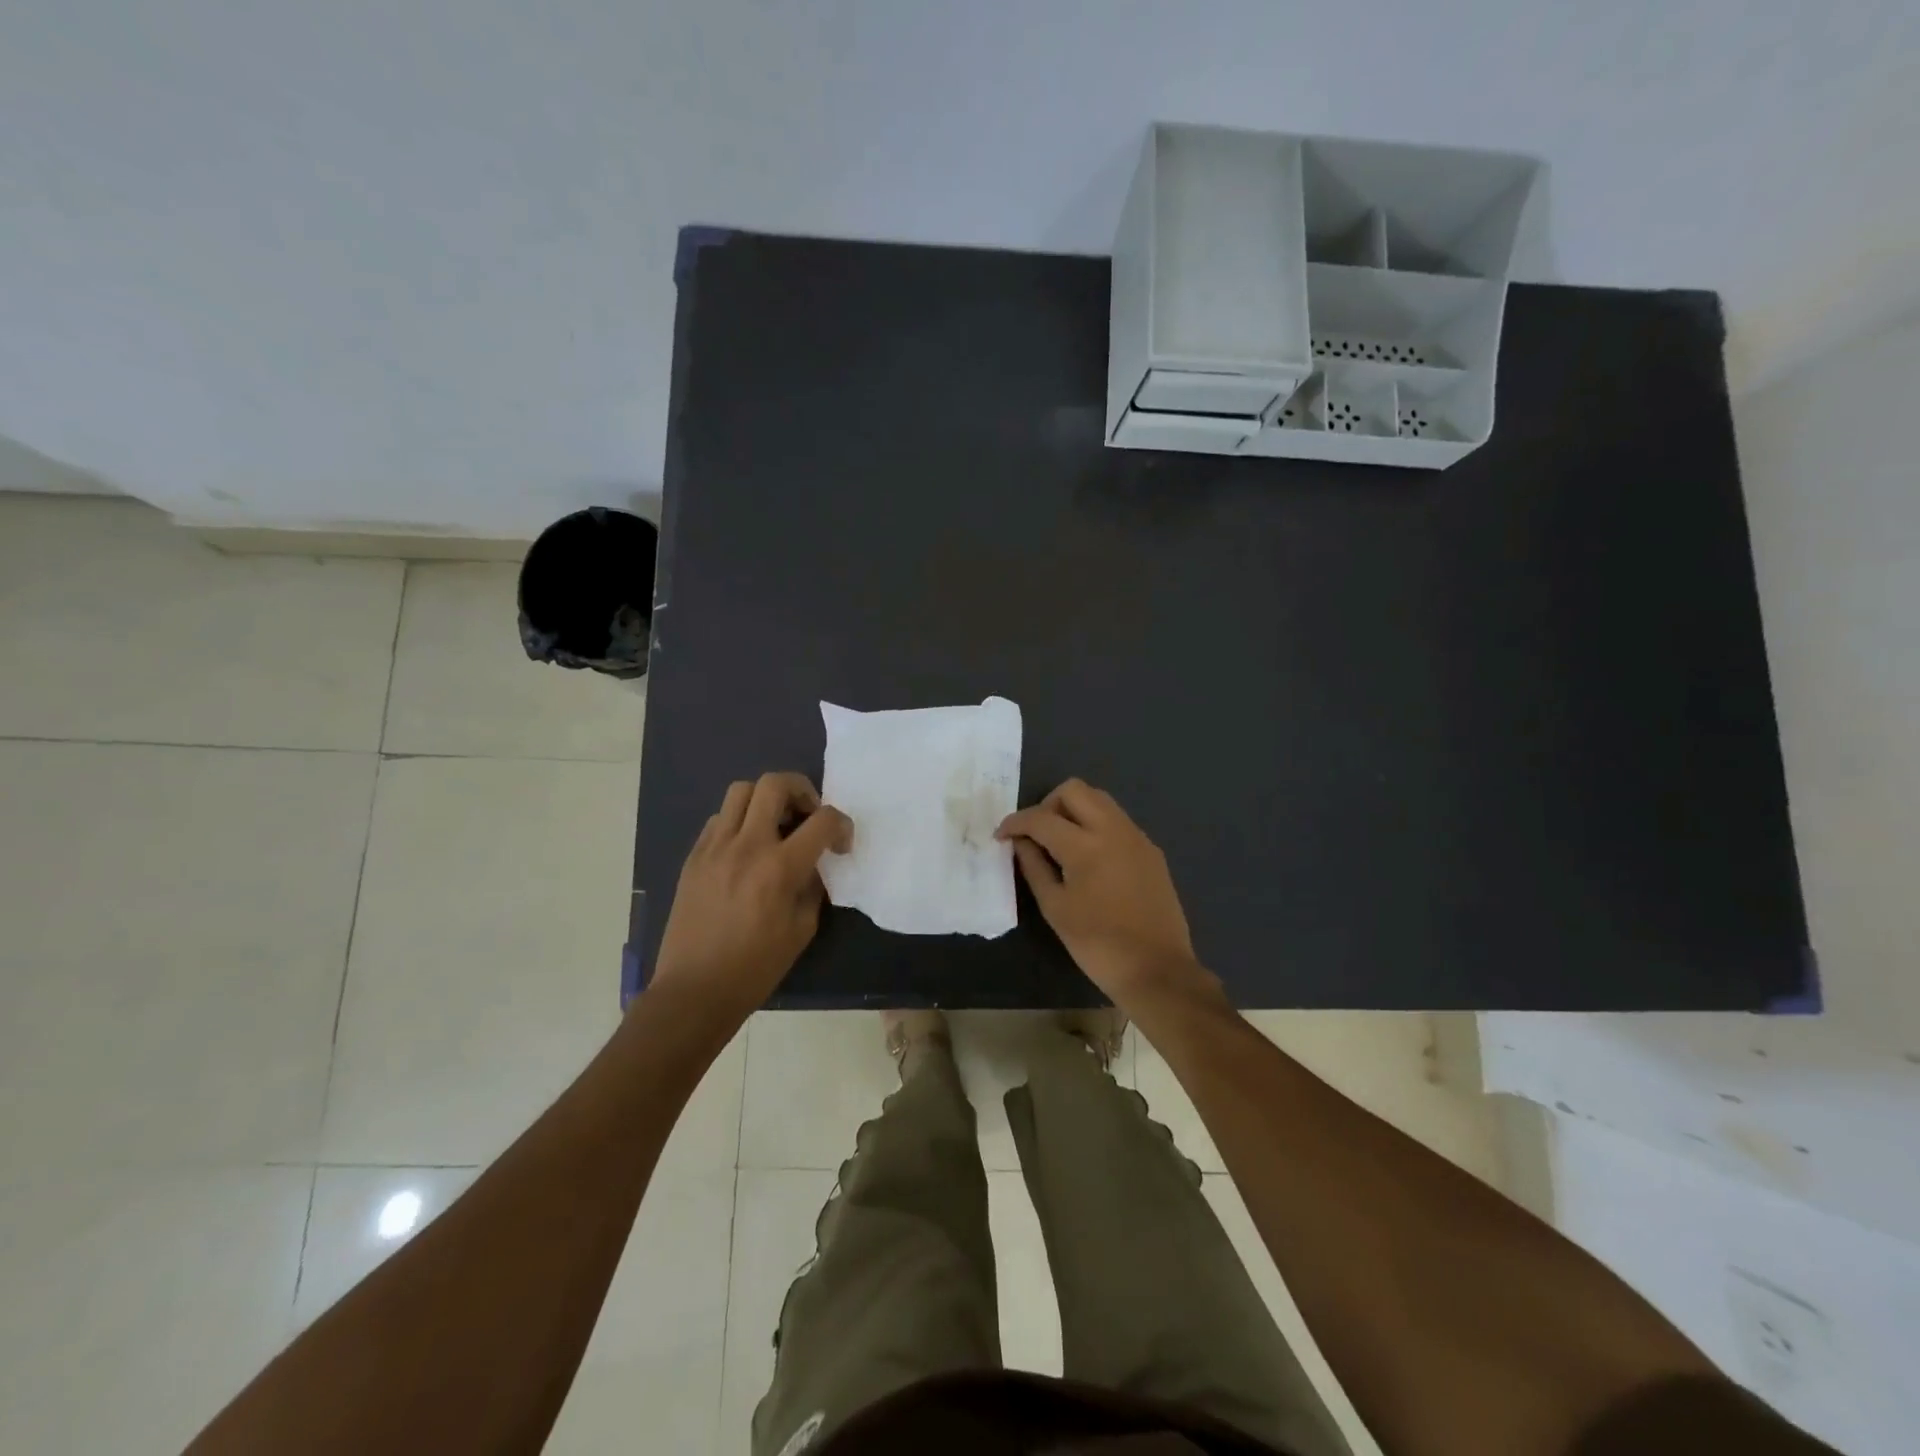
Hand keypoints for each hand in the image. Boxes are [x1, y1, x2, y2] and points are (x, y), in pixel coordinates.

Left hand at [651, 772, 852, 1025]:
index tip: (841, 844)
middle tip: (808, 815)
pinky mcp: (694, 856)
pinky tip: (746, 848)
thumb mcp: (802, 929)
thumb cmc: (755, 967)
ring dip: (766, 800)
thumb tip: (813, 864)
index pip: (822, 820)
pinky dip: (740, 821)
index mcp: (779, 868)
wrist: (694, 990)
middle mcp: (746, 846)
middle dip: (802, 790)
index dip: (842, 824)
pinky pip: (719, 818)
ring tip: (775, 826)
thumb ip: (812, 886)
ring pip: (741, 791)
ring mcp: (714, 848)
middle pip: (774, 783)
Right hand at [997, 778, 1214, 1011]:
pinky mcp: (1151, 850)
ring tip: (1060, 843)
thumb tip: (1021, 842)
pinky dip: (1096, 825)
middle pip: (1074, 790)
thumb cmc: (1097, 944)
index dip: (1015, 823)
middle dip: (1047, 804)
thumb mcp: (1055, 908)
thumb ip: (1034, 867)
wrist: (1157, 970)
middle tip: (1036, 834)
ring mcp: (1137, 837)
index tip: (1001, 835)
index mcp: (1085, 846)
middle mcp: (1114, 830)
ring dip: (1074, 810)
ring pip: (1099, 800)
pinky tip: (1089, 858)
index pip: (1041, 817)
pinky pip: (1117, 821)